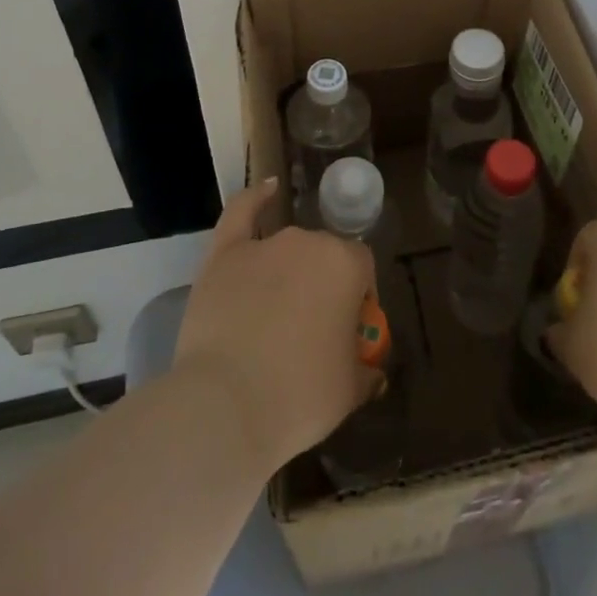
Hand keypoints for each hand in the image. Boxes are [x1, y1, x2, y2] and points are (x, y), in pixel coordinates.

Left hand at [174, 177, 377, 472]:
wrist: (225, 407)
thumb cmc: (298, 397)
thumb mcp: (349, 392)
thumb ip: (365, 371)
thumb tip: (372, 371)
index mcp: (345, 265)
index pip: (362, 270)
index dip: (358, 300)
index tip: (348, 334)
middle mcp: (308, 242)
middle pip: (324, 257)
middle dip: (323, 287)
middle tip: (311, 332)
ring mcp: (264, 244)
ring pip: (288, 248)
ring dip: (290, 271)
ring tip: (278, 314)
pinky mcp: (224, 253)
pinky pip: (243, 212)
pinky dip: (257, 198)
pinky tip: (268, 188)